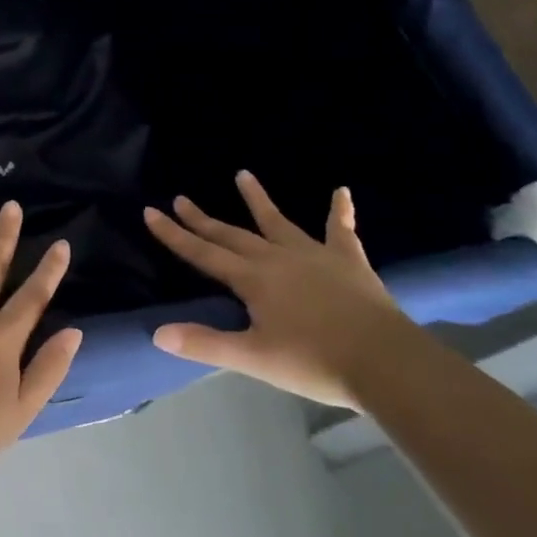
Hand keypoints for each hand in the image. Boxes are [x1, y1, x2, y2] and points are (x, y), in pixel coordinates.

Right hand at [143, 172, 421, 408]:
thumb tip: (157, 333)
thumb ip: (205, 344)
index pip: (203, 253)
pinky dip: (340, 211)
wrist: (385, 362)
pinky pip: (341, 230)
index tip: (151, 212)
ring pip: (278, 222)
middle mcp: (277, 258)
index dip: (175, 235)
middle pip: (232, 235)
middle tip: (181, 198)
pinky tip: (341, 191)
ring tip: (243, 175)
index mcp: (253, 280)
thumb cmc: (314, 361)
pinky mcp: (348, 261)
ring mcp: (315, 255)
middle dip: (203, 219)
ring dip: (258, 200)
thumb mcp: (253, 358)